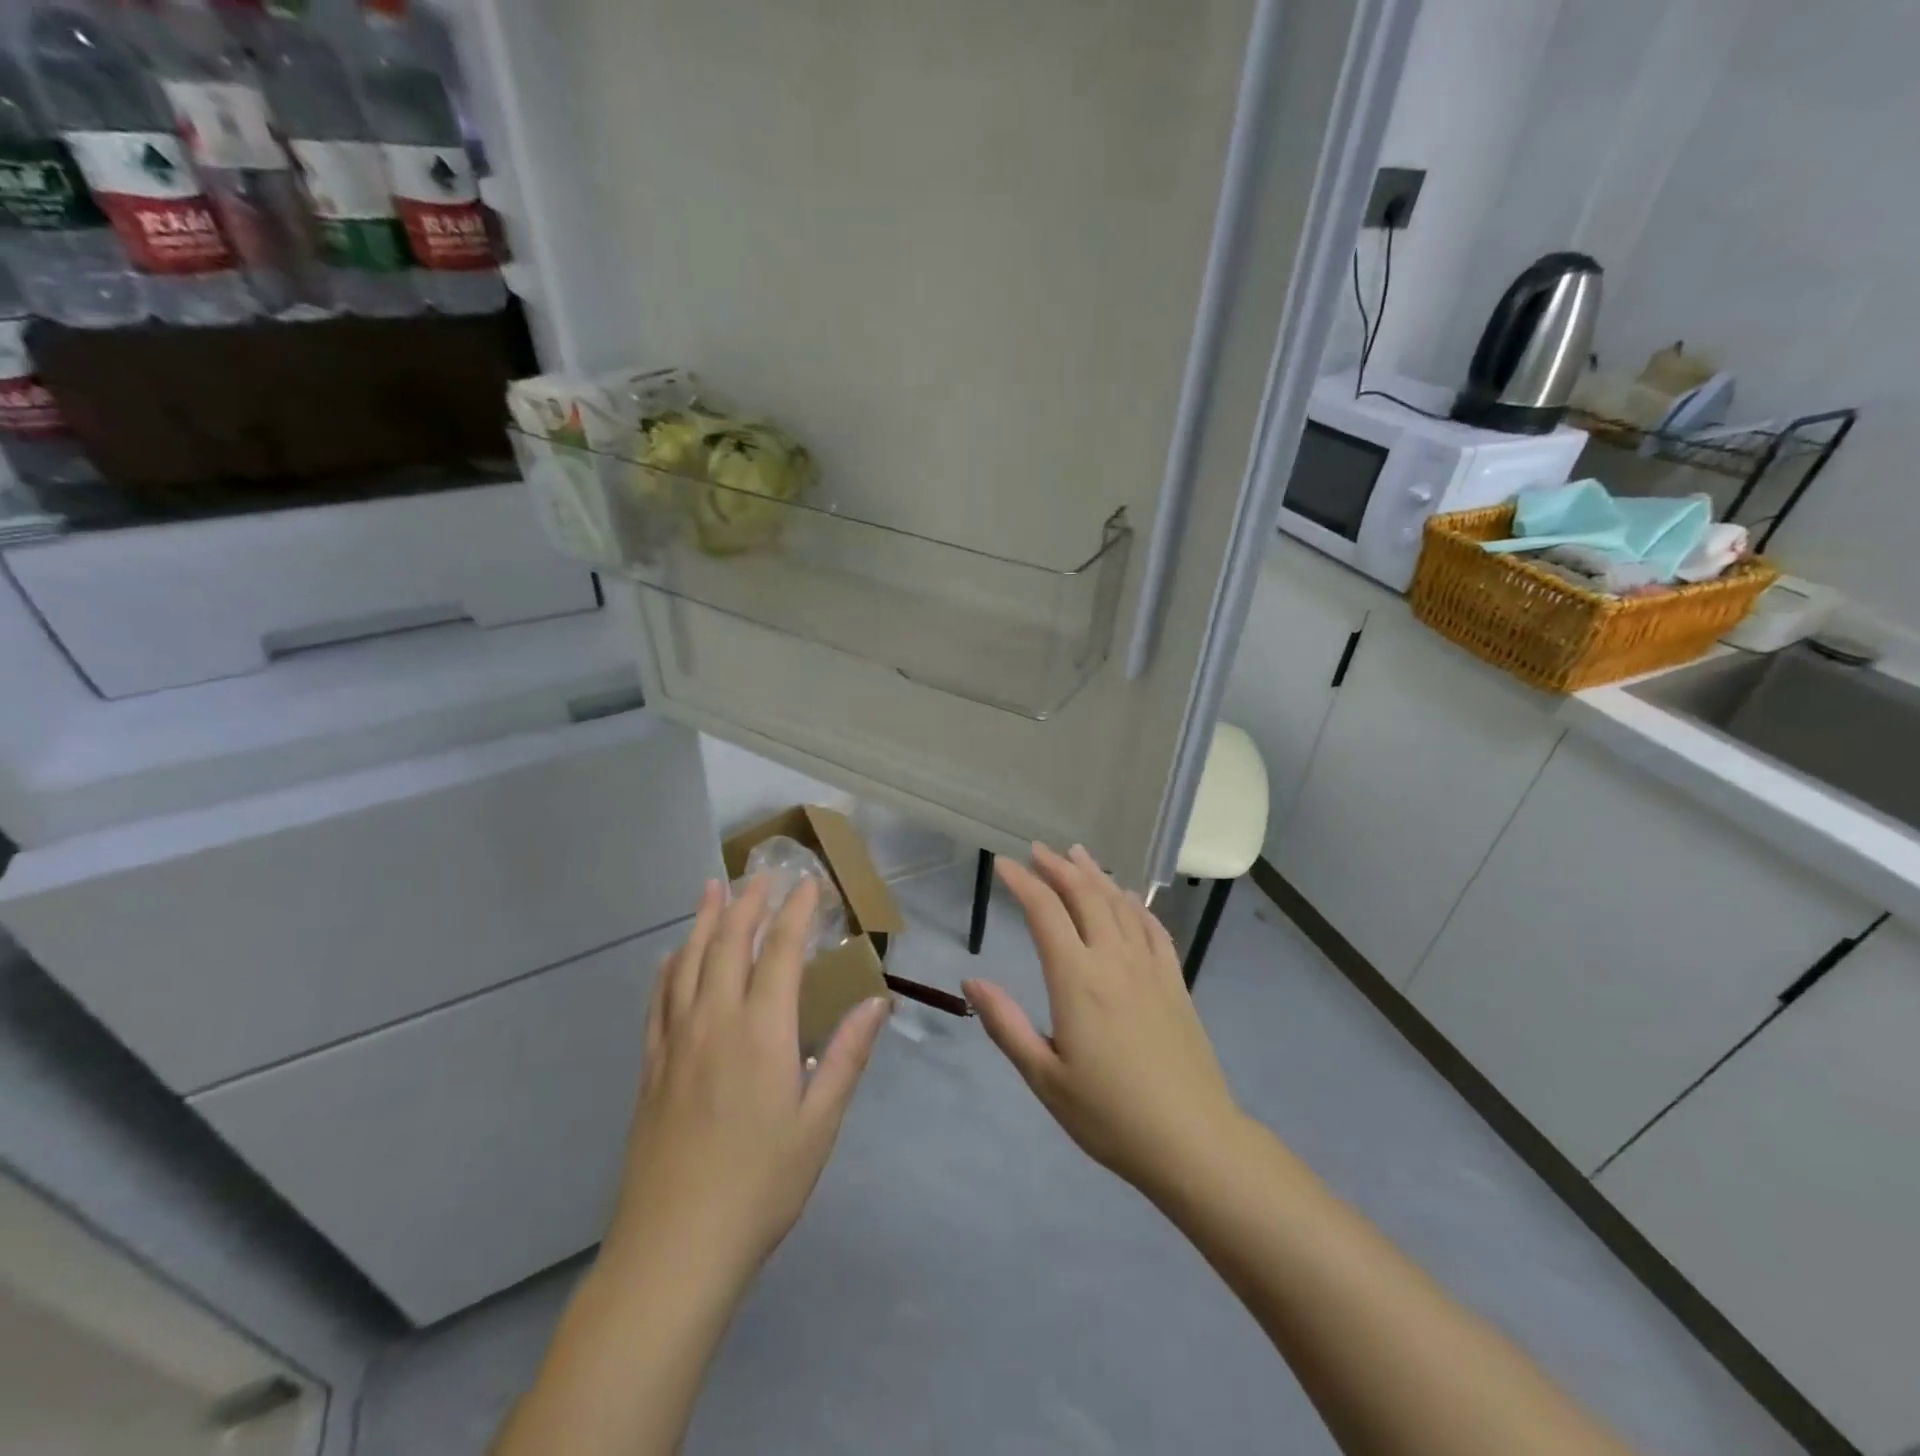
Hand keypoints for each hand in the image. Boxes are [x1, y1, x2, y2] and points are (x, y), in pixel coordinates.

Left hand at [607, 876, 890, 1287]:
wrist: (675, 1248)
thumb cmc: (761, 1186)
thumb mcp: (819, 1123)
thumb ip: (846, 1055)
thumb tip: (877, 1002)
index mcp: (762, 1032)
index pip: (781, 952)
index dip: (796, 912)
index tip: (809, 882)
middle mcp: (715, 1022)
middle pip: (729, 943)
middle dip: (748, 902)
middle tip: (763, 873)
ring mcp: (676, 1042)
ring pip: (688, 963)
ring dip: (703, 921)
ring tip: (712, 888)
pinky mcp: (651, 1068)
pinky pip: (658, 1001)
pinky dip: (667, 969)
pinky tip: (670, 957)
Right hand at [963, 843, 1245, 1198]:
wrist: (1193, 1140)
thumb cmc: (1110, 1115)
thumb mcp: (1045, 1078)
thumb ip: (1007, 1024)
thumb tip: (971, 981)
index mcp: (1077, 979)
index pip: (1045, 912)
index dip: (1022, 883)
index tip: (1003, 863)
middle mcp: (1114, 960)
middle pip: (1085, 896)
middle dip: (1058, 867)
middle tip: (1037, 850)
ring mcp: (1150, 967)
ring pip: (1120, 904)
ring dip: (1095, 875)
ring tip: (1077, 855)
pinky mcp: (1175, 981)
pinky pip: (1153, 927)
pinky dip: (1135, 904)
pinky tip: (1128, 897)